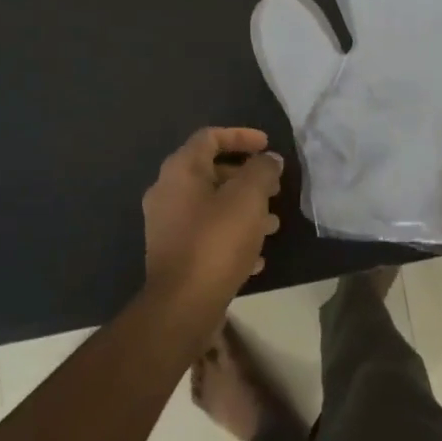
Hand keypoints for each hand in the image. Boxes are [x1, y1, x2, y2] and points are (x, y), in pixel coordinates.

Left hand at [142, 128, 284, 315]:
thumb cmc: (217, 240)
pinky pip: (207, 234)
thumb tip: (268, 160)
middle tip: (274, 186)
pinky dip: (232, 236)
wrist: (183, 304)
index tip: (268, 146)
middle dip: (246, 176)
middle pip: (211, 171)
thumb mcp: (249, 198)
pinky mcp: (174, 254)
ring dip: (244, 209)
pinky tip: (257, 257)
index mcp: (180, 170)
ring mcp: (167, 225)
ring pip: (212, 205)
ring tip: (274, 224)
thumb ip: (262, 171)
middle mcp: (167, 192)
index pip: (210, 137)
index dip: (241, 136)